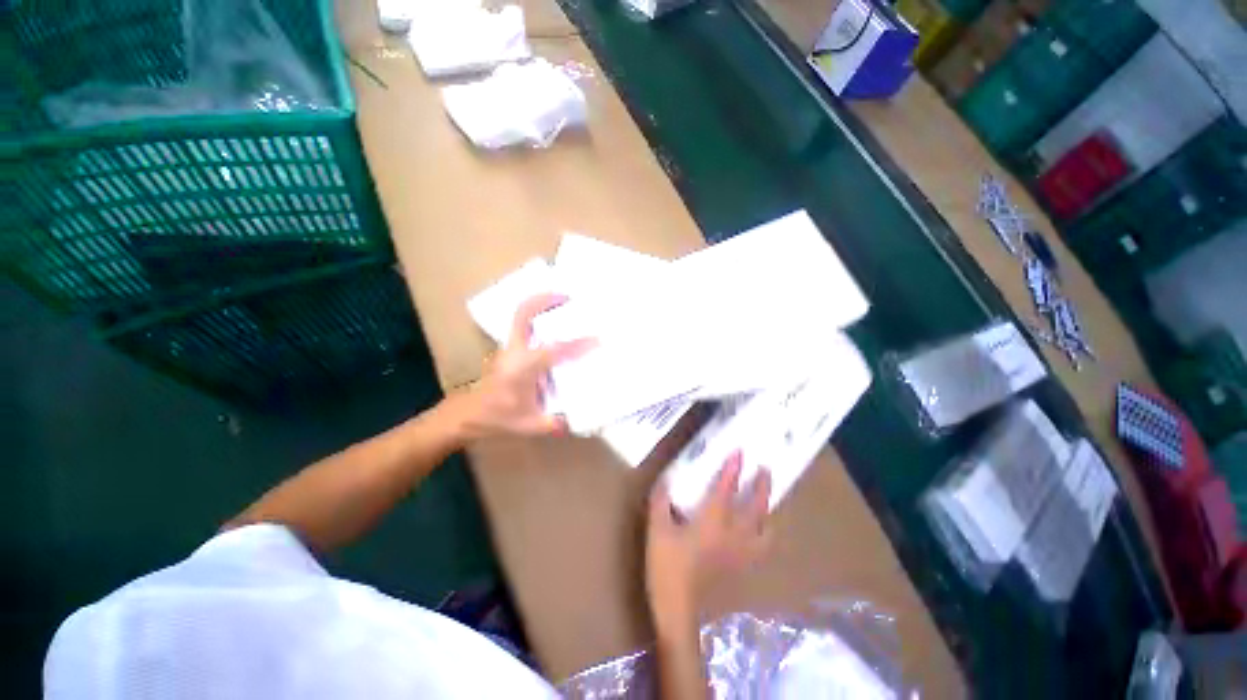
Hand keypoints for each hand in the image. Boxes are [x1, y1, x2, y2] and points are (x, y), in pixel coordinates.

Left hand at [448, 293, 594, 438]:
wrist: (471, 415)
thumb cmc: (499, 418)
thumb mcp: (529, 425)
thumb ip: (553, 423)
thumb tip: (574, 419)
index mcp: (522, 367)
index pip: (554, 351)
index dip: (577, 345)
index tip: (597, 340)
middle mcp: (515, 351)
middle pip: (524, 313)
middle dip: (546, 300)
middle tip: (569, 297)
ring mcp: (509, 349)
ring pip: (521, 316)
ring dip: (540, 306)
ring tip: (563, 304)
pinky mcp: (508, 351)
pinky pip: (522, 327)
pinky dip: (536, 319)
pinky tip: (553, 326)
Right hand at [645, 452, 771, 633]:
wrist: (680, 605)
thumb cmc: (666, 568)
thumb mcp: (656, 534)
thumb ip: (660, 505)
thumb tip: (665, 481)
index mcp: (712, 521)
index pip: (726, 489)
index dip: (732, 469)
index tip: (740, 452)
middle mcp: (734, 533)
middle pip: (756, 505)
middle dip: (762, 485)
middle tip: (765, 470)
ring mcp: (743, 551)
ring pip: (765, 526)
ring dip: (768, 509)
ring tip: (768, 502)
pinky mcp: (744, 566)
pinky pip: (763, 546)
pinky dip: (766, 534)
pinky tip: (761, 534)